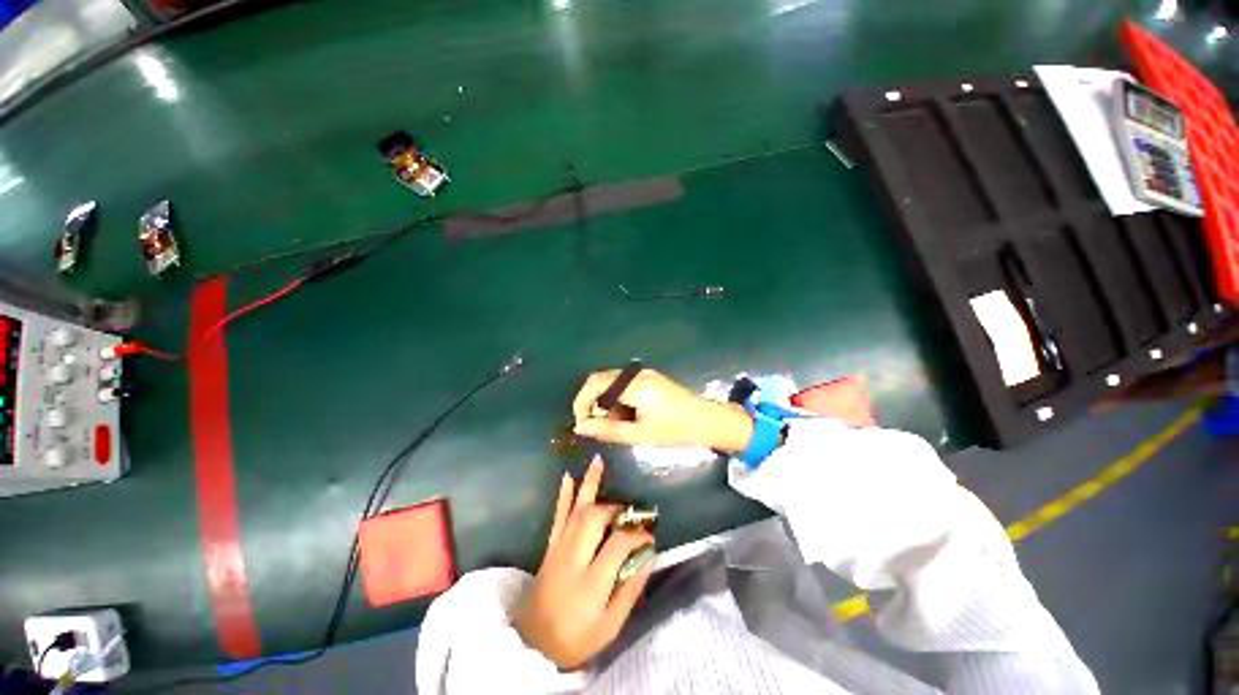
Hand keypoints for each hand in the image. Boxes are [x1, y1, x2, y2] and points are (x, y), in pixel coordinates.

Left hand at [514, 457, 654, 669]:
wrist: (532, 644)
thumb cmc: (576, 638)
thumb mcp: (611, 626)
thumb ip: (631, 590)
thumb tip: (648, 556)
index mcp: (591, 582)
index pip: (618, 544)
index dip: (637, 535)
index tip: (649, 535)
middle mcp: (573, 558)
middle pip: (595, 519)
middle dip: (615, 508)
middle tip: (630, 511)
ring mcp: (558, 549)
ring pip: (576, 510)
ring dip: (589, 484)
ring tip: (598, 461)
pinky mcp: (549, 547)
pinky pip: (557, 516)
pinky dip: (564, 495)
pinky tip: (568, 477)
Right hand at [572, 368, 753, 452]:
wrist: (709, 421)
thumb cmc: (677, 430)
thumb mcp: (640, 434)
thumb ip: (608, 429)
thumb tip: (580, 428)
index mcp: (635, 385)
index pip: (595, 384)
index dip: (582, 402)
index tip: (582, 424)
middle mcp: (637, 373)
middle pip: (600, 380)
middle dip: (591, 402)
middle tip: (597, 426)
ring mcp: (644, 373)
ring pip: (610, 382)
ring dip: (604, 401)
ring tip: (615, 424)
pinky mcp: (649, 377)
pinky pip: (622, 384)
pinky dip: (615, 399)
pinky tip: (626, 415)